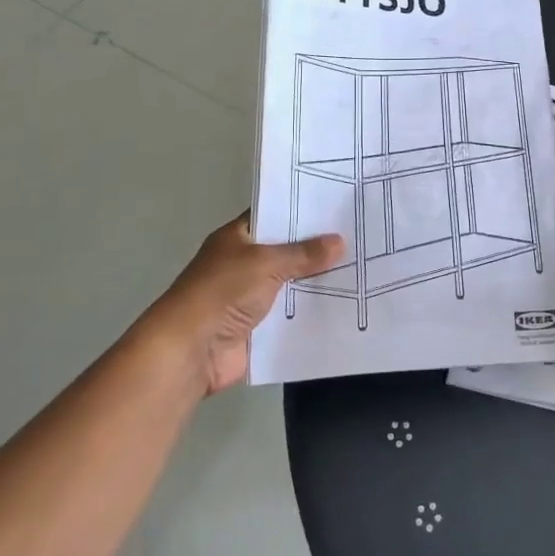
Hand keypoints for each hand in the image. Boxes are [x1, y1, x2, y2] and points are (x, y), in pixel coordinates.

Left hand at [136, 213, 344, 395]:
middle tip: (360, 235)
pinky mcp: (261, 326)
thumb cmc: (222, 293)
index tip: (338, 205)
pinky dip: (313, 310)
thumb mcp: (265, 263)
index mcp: (237, 238)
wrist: (191, 350)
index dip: (302, 210)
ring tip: (363, 267)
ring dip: (319, 280)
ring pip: (294, 282)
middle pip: (287, 250)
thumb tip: (339, 241)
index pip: (274, 215)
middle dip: (318, 247)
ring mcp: (252, 296)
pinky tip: (347, 302)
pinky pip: (293, 313)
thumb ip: (303, 254)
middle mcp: (245, 263)